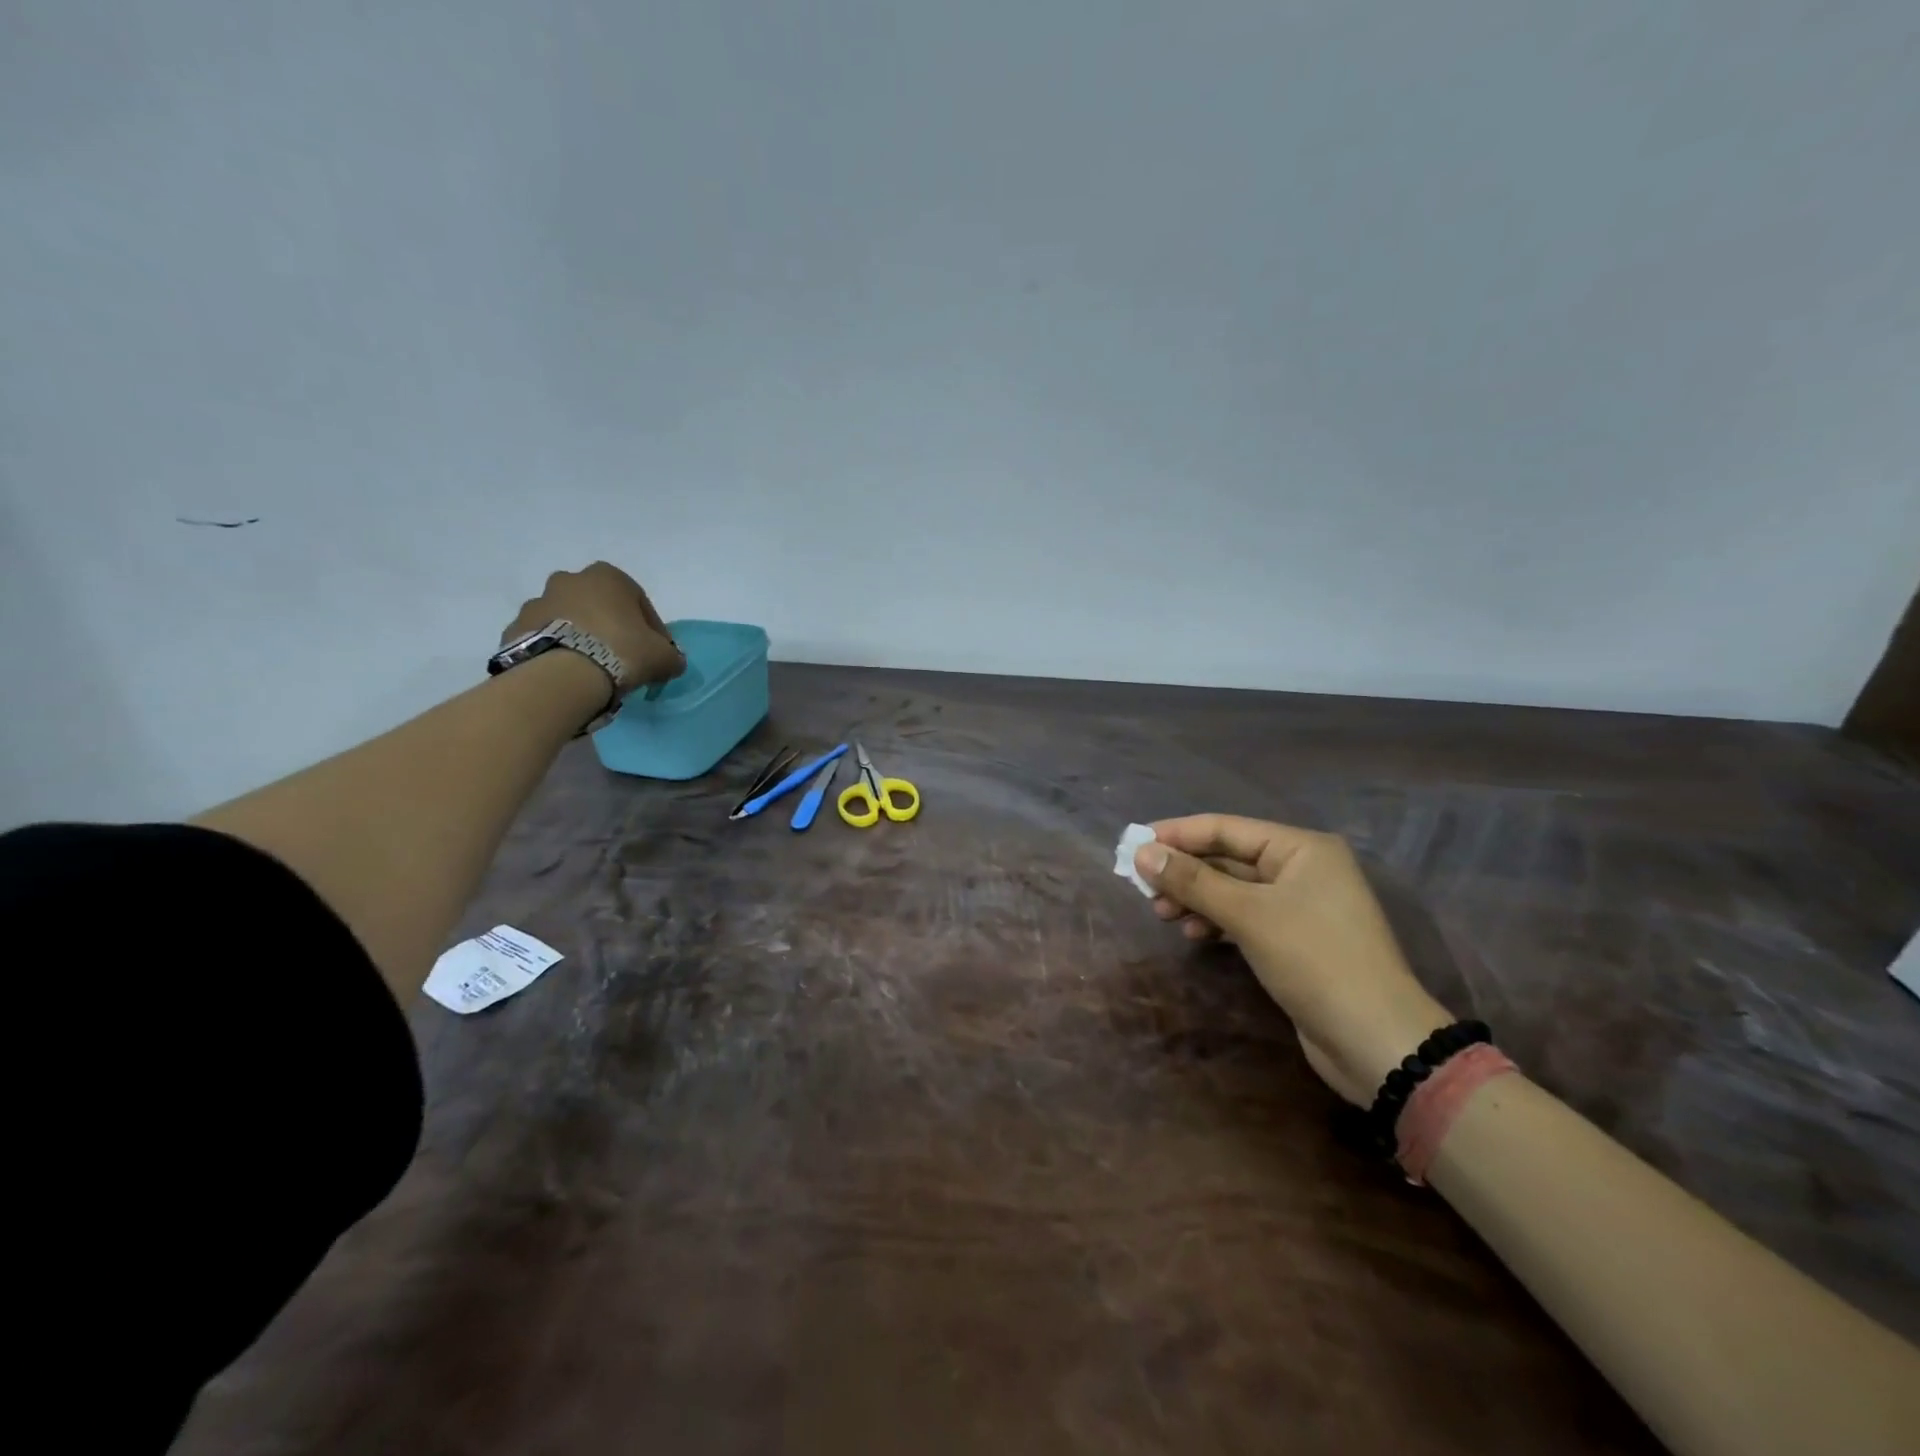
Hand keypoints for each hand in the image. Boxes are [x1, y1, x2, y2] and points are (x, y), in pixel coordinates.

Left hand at [501, 562, 685, 693]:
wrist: (563, 674)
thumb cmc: (621, 651)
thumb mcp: (663, 657)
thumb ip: (671, 656)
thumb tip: (672, 662)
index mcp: (608, 576)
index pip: (639, 603)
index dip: (652, 630)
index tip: (655, 654)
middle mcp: (569, 580)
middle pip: (598, 606)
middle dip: (610, 628)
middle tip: (621, 659)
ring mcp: (537, 602)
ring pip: (568, 621)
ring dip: (580, 639)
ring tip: (592, 671)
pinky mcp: (515, 628)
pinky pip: (544, 639)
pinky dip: (557, 652)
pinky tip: (568, 675)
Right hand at [1136, 814, 1451, 1104]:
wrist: (1375, 1040)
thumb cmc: (1314, 960)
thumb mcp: (1248, 915)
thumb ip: (1193, 881)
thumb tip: (1142, 853)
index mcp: (1300, 848)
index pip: (1226, 828)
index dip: (1177, 835)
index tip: (1133, 845)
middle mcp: (1303, 868)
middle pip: (1228, 858)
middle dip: (1185, 872)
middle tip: (1143, 888)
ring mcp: (1301, 905)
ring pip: (1233, 889)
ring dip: (1196, 898)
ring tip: (1162, 914)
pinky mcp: (1296, 939)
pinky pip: (1245, 916)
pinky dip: (1217, 921)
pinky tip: (1195, 935)